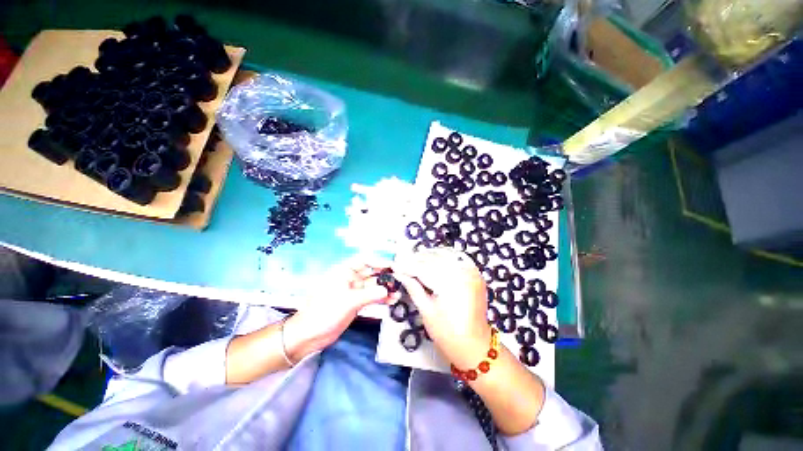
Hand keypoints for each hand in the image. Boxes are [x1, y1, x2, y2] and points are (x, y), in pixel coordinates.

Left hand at [283, 256, 399, 361]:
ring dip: (385, 289)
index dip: (378, 261)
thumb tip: (388, 290)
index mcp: (344, 271)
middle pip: (371, 272)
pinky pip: (372, 297)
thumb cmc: (324, 312)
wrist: (309, 335)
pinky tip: (392, 301)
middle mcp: (350, 278)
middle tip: (400, 280)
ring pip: (373, 286)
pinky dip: (381, 299)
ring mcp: (354, 291)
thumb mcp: (348, 301)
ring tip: (398, 293)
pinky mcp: (356, 303)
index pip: (364, 260)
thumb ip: (370, 294)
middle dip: (385, 275)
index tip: (392, 266)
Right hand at [392, 248, 492, 368]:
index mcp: (452, 284)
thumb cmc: (448, 334)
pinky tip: (432, 258)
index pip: (424, 269)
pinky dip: (443, 255)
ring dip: (428, 255)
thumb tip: (398, 273)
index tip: (394, 264)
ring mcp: (472, 271)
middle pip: (434, 259)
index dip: (407, 266)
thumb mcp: (426, 311)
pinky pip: (456, 257)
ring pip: (445, 254)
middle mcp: (464, 272)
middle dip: (416, 259)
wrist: (474, 346)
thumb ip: (413, 287)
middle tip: (400, 261)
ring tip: (413, 260)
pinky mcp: (475, 273)